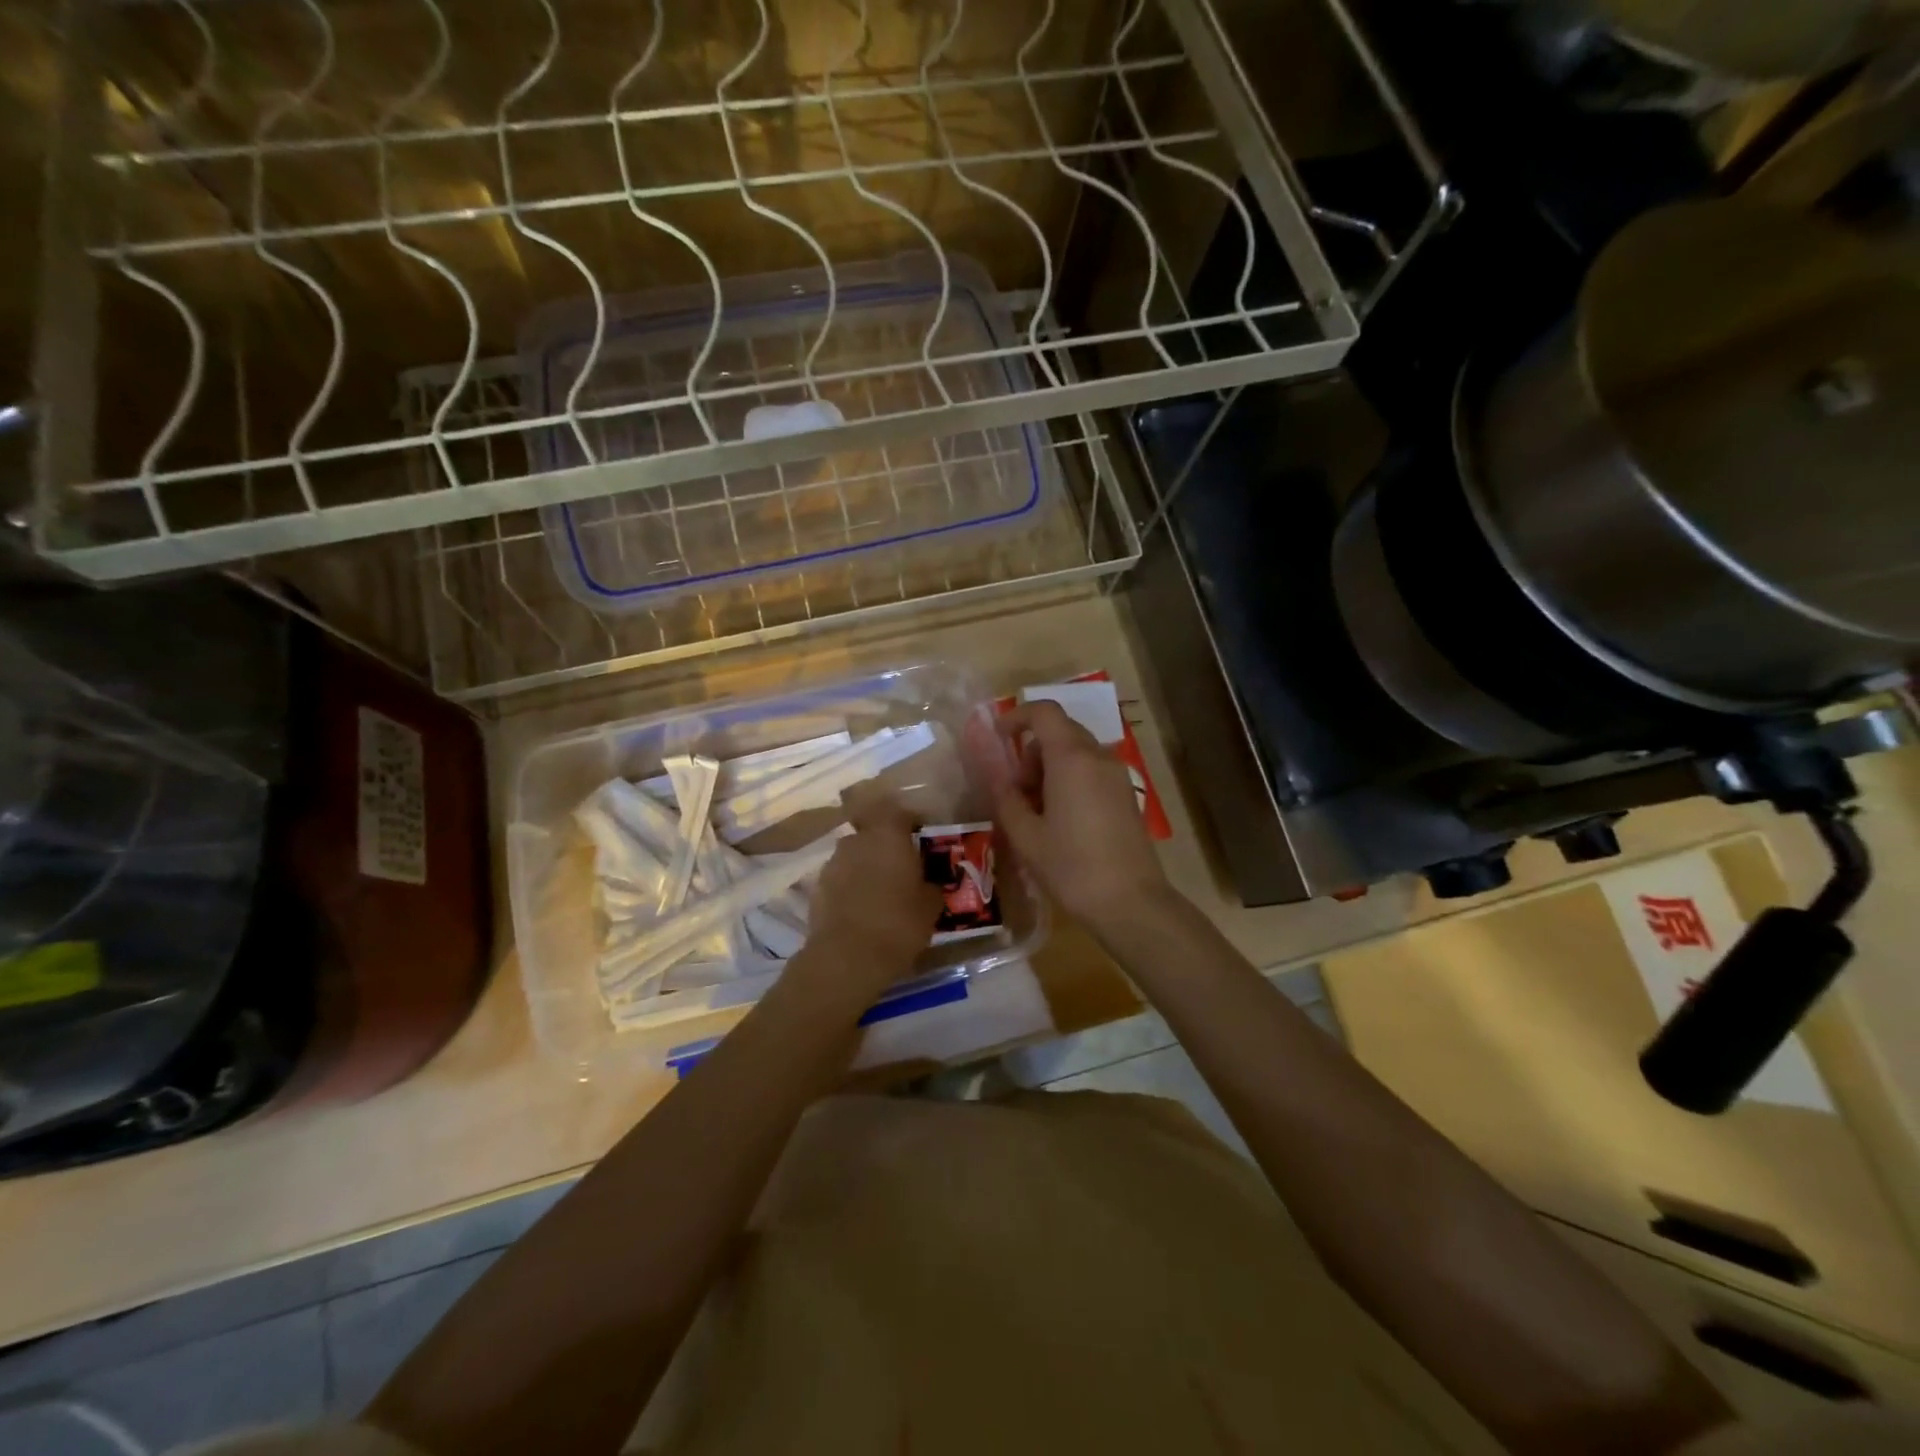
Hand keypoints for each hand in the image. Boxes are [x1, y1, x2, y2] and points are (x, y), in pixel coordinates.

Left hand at [803, 793, 942, 986]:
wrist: (846, 957)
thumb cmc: (898, 924)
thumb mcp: (930, 906)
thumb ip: (931, 886)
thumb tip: (930, 882)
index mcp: (888, 835)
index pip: (900, 813)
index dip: (911, 823)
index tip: (921, 837)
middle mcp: (858, 840)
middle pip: (874, 834)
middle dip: (887, 847)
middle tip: (902, 868)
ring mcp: (833, 863)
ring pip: (855, 856)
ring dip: (867, 867)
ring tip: (881, 892)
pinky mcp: (817, 887)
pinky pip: (840, 879)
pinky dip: (851, 887)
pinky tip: (861, 909)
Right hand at [975, 700, 1172, 931]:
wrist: (1131, 903)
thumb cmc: (1071, 867)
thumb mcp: (1026, 835)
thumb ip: (1006, 797)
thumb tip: (995, 774)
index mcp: (1071, 758)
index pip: (1044, 712)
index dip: (1017, 717)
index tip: (998, 739)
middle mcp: (1098, 757)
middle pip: (1060, 731)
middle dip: (1031, 751)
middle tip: (1016, 791)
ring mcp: (1117, 775)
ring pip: (1077, 752)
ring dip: (1050, 767)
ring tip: (1037, 811)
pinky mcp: (1127, 795)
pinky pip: (1092, 771)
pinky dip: (1071, 779)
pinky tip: (1062, 820)